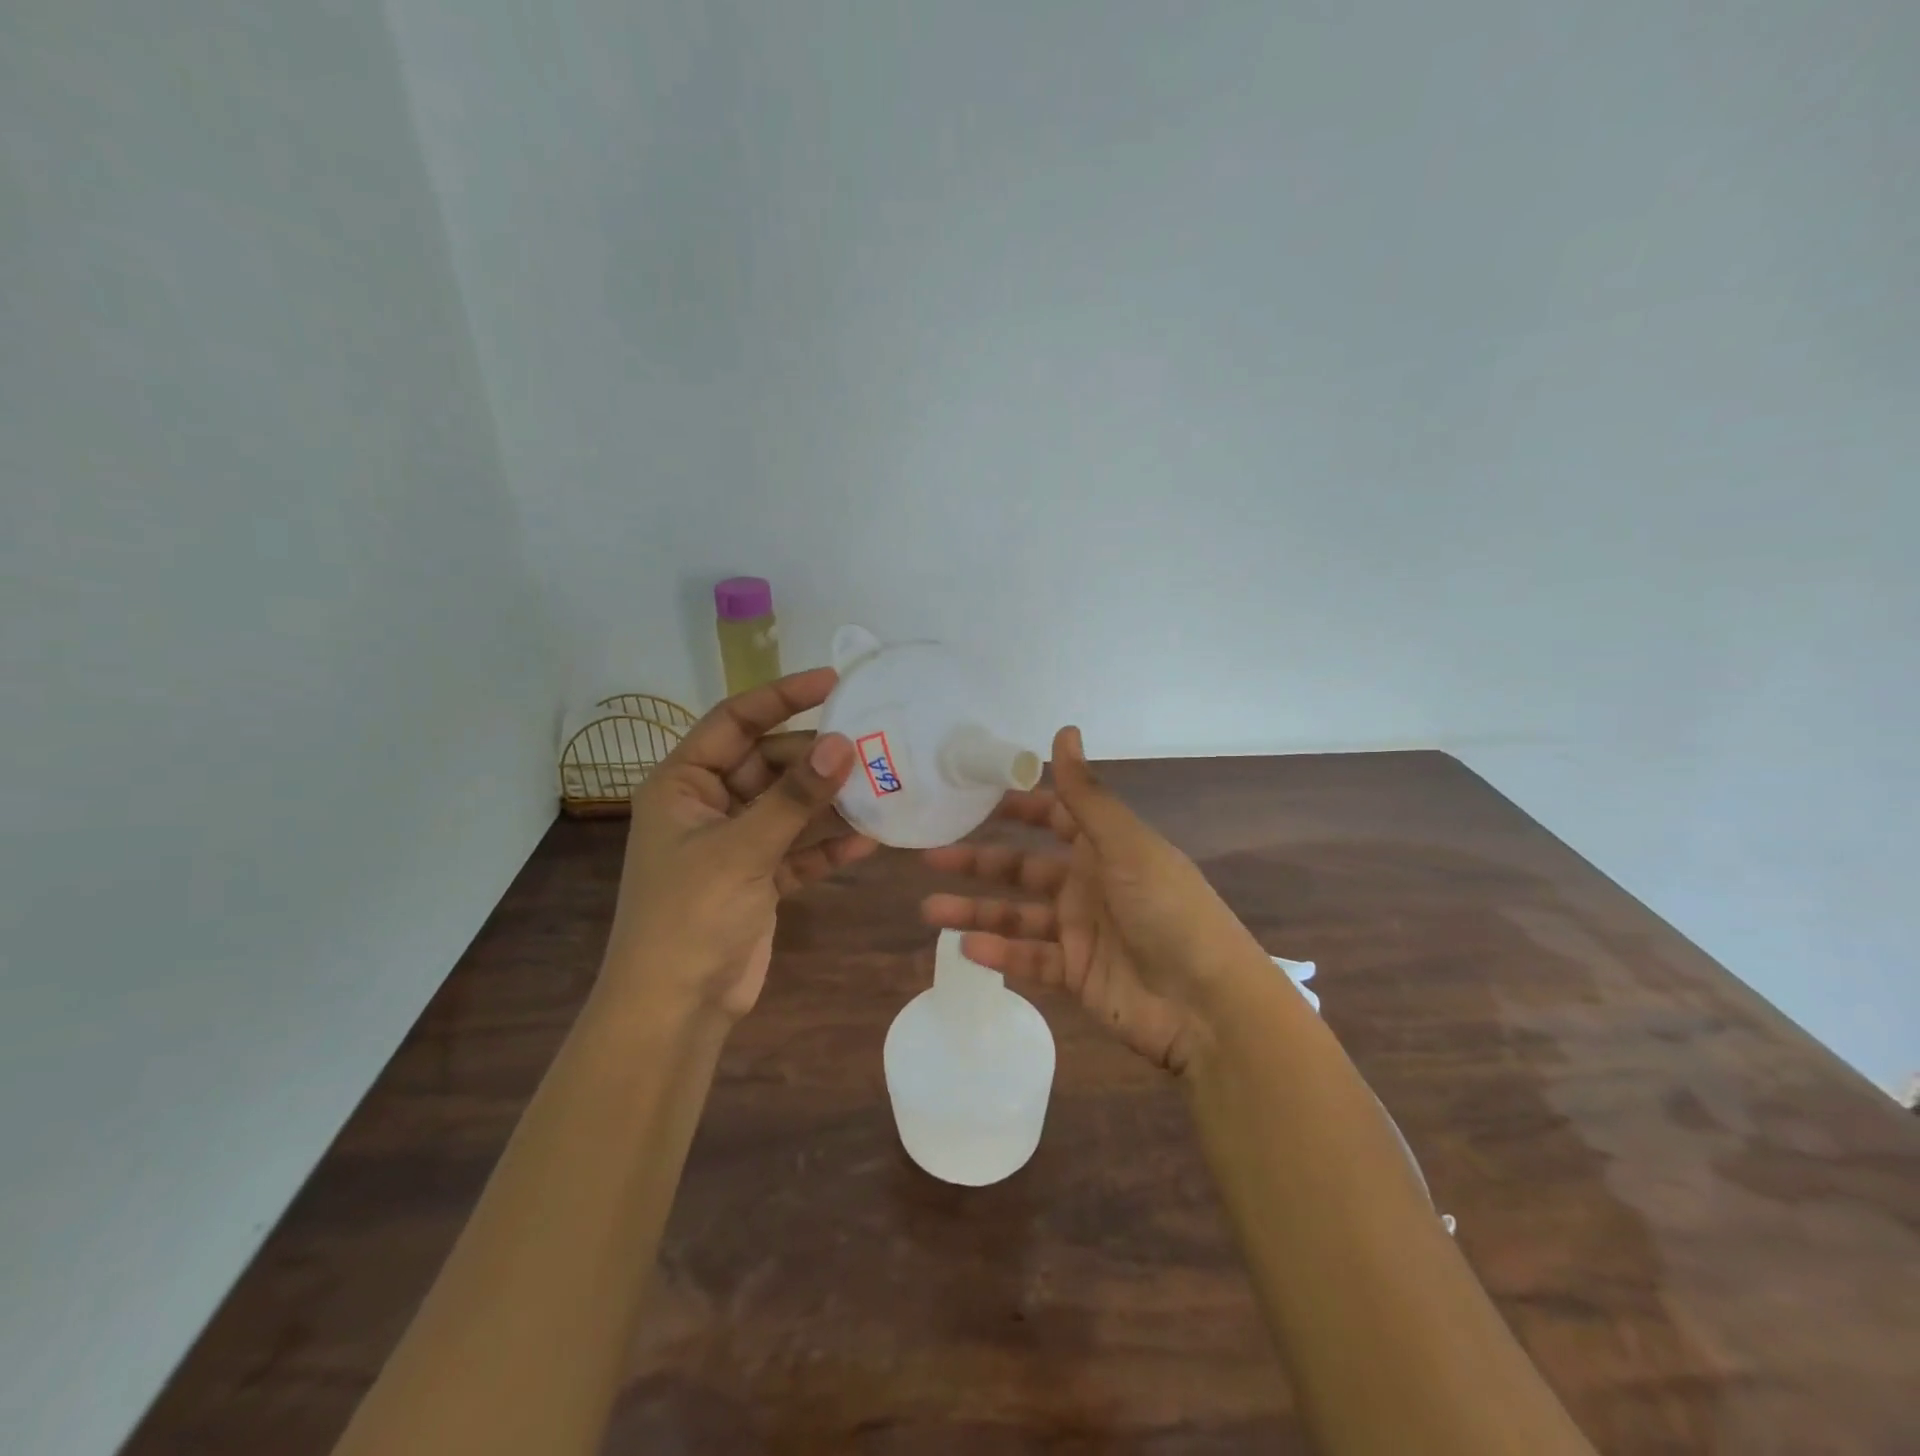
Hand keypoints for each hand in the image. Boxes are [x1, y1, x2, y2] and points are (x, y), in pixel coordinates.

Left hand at [602, 668, 878, 1022]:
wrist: (676, 1009)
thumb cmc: (690, 917)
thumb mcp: (741, 849)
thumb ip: (793, 798)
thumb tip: (842, 744)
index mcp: (684, 784)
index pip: (735, 721)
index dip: (782, 697)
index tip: (833, 682)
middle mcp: (709, 805)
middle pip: (771, 763)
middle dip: (817, 759)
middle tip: (871, 746)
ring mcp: (736, 843)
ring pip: (790, 807)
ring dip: (830, 803)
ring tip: (882, 789)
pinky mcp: (759, 878)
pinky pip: (799, 849)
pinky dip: (828, 846)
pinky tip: (868, 842)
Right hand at [921, 726, 1263, 1073]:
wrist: (1206, 1004)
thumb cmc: (1168, 910)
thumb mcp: (1126, 844)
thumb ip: (1086, 794)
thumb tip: (1064, 729)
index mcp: (1105, 848)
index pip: (1054, 816)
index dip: (1018, 806)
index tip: (972, 797)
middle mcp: (1089, 885)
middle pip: (1024, 868)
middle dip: (979, 862)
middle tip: (930, 856)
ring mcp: (1080, 932)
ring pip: (1017, 916)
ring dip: (975, 911)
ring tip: (930, 910)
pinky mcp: (1076, 975)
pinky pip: (1029, 959)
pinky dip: (999, 954)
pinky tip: (965, 948)